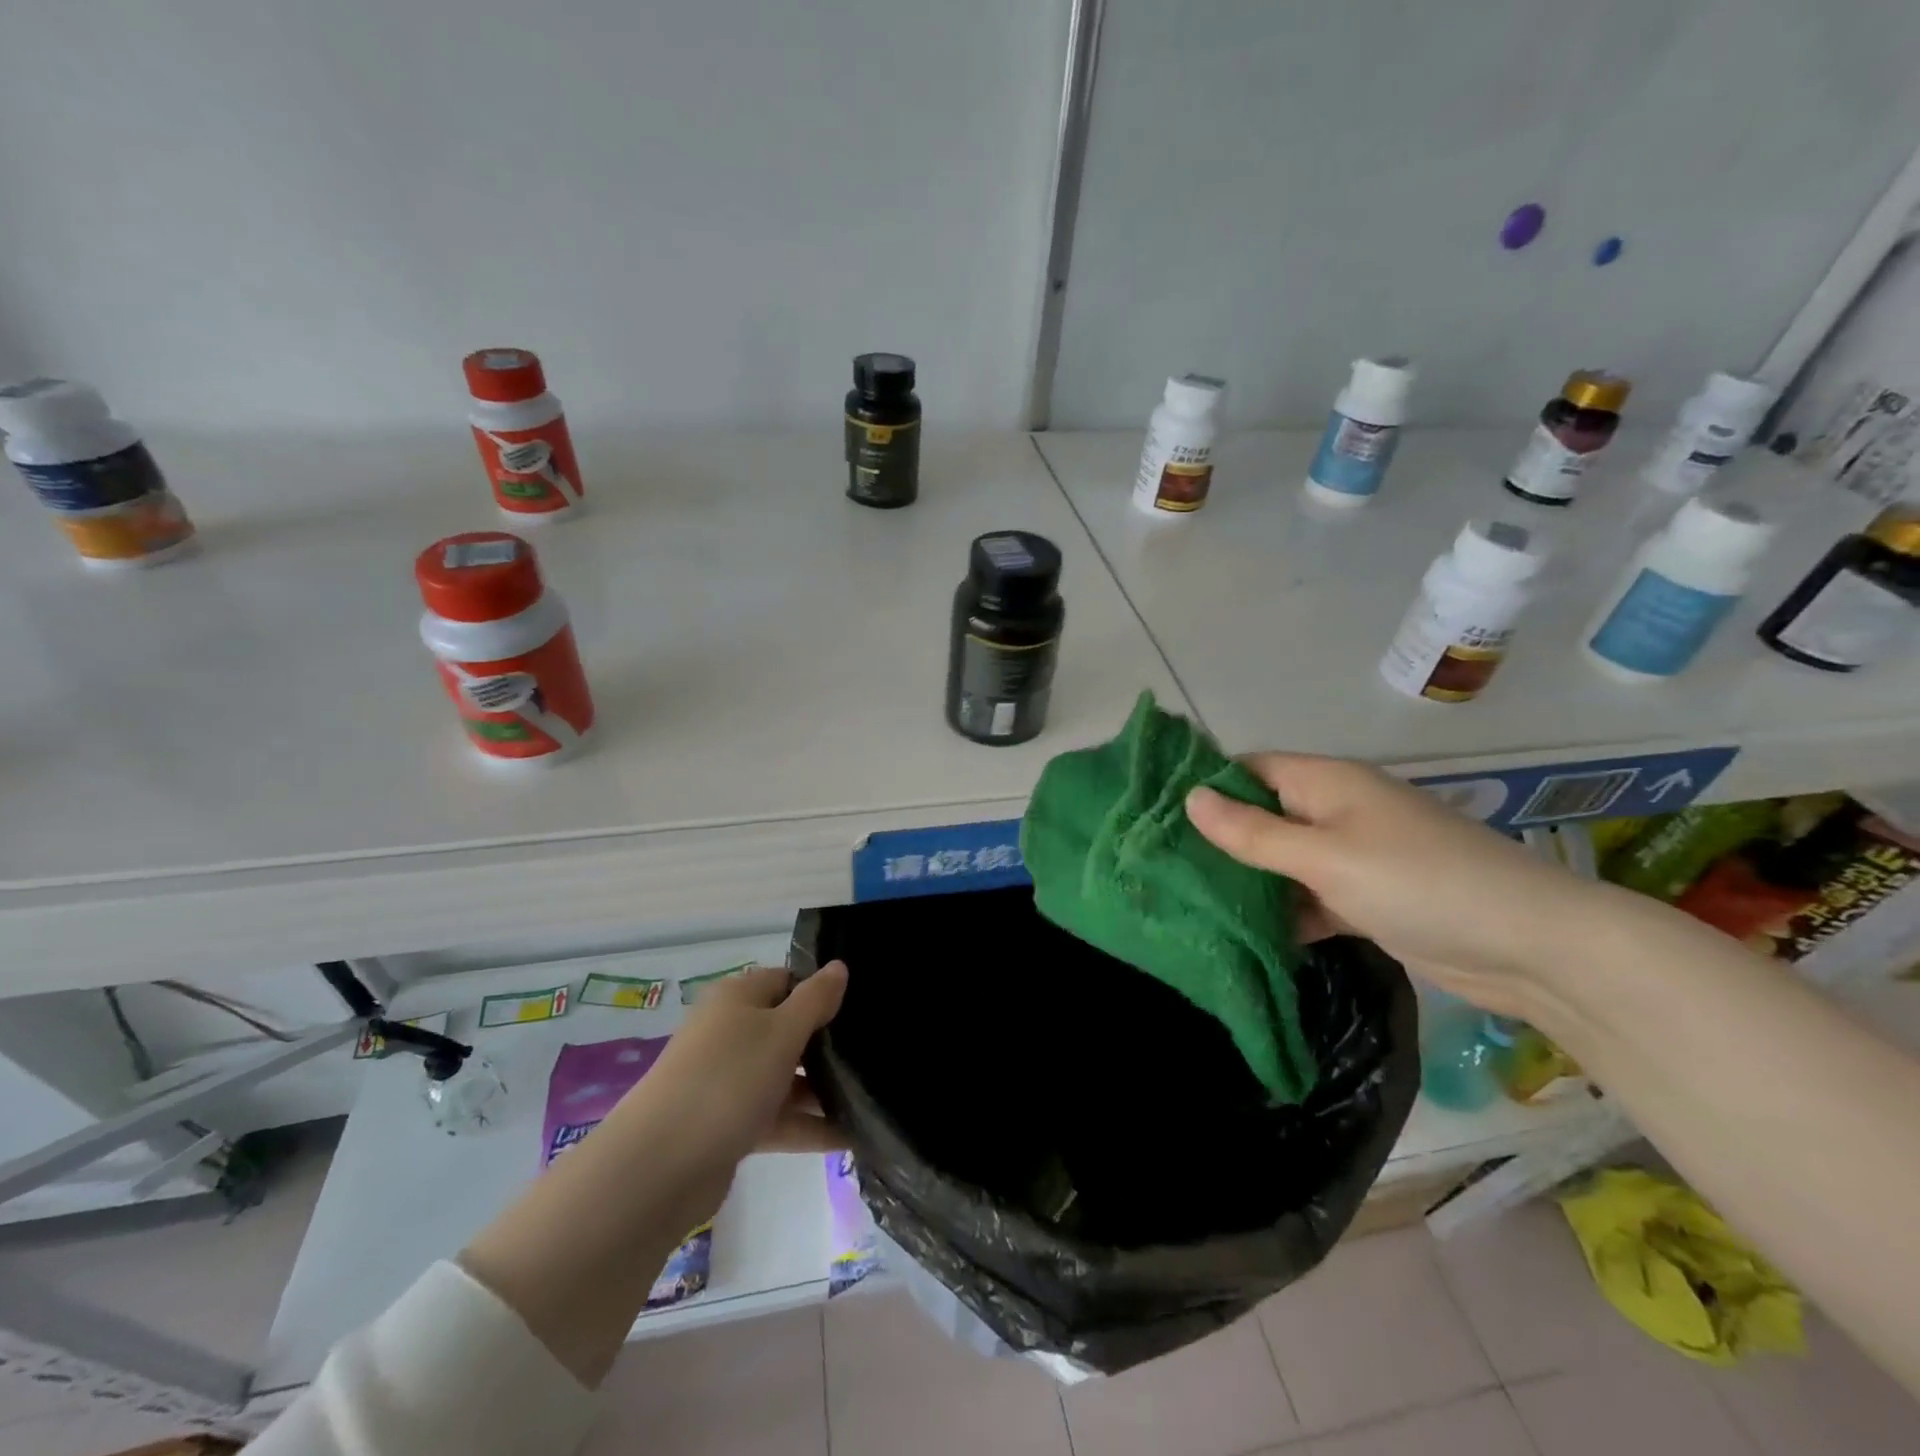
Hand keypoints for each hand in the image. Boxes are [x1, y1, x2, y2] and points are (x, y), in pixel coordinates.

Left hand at [629, 963, 848, 1232]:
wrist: (659, 1166)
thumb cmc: (728, 1079)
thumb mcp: (782, 1031)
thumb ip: (815, 999)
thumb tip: (838, 966)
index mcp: (737, 998)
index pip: (787, 980)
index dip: (822, 990)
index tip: (862, 1007)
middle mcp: (730, 1032)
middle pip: (787, 1028)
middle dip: (827, 1043)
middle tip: (876, 1052)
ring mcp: (728, 1080)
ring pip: (784, 1076)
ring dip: (822, 1088)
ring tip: (871, 1098)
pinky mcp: (729, 1124)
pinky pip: (777, 1116)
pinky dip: (808, 1125)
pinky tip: (850, 1137)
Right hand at [1186, 753, 1606, 1015]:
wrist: (1530, 947)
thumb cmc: (1418, 883)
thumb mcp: (1325, 856)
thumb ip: (1254, 833)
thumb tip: (1190, 799)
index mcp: (1326, 782)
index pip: (1249, 769)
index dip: (1206, 786)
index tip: (1156, 816)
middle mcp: (1335, 811)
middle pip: (1262, 815)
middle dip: (1218, 839)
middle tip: (1160, 866)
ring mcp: (1352, 856)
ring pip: (1281, 860)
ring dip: (1246, 880)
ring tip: (1186, 901)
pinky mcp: (1365, 899)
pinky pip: (1307, 896)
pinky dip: (1281, 912)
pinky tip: (1242, 934)